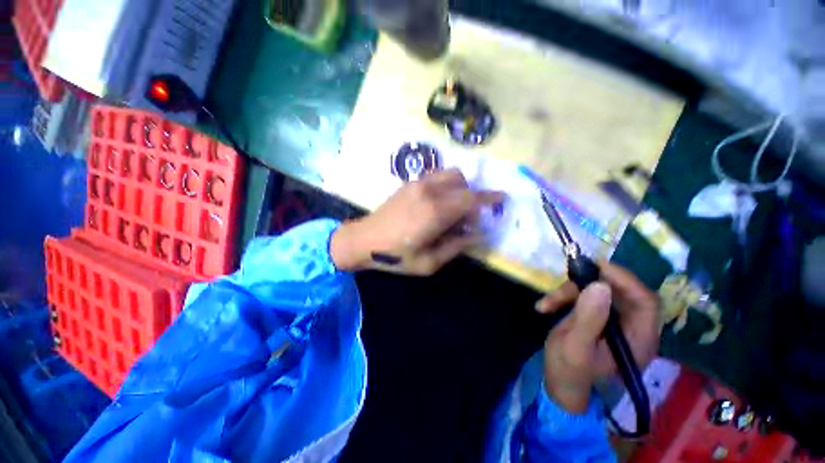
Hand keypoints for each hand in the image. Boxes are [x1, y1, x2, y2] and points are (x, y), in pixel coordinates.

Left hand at [330, 168, 504, 274]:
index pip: (471, 199)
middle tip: (469, 218)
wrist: (363, 240)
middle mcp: (429, 191)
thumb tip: (479, 234)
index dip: (489, 199)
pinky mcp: (409, 183)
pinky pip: (437, 176)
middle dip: (473, 198)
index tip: (502, 200)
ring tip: (453, 209)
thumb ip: (457, 245)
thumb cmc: (396, 256)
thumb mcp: (429, 262)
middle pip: (463, 183)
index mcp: (435, 212)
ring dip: (460, 188)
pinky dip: (446, 185)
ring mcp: (417, 183)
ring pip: (451, 175)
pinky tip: (439, 203)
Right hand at [535, 262, 659, 413]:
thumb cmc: (568, 370)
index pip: (645, 302)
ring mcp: (615, 321)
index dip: (625, 280)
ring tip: (547, 303)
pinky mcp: (598, 316)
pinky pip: (585, 296)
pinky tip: (547, 306)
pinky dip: (565, 297)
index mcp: (639, 340)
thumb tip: (600, 286)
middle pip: (620, 292)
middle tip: (567, 278)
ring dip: (570, 292)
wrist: (559, 382)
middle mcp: (633, 328)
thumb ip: (588, 318)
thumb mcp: (575, 346)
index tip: (596, 266)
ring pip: (598, 291)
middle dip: (589, 284)